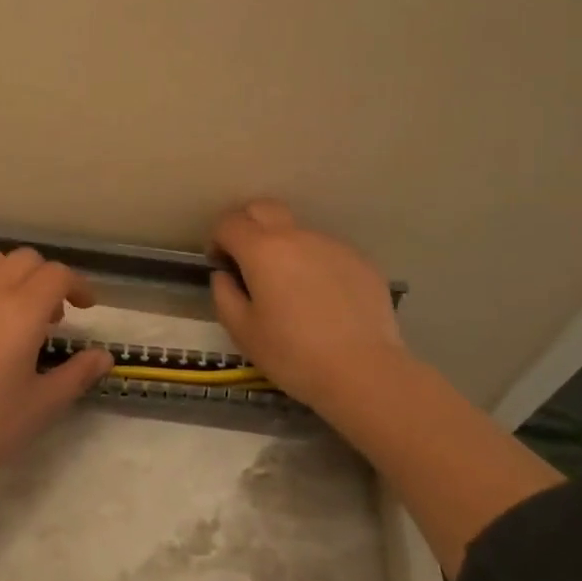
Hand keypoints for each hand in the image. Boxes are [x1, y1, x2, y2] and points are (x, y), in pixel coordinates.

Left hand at [0, 247, 114, 491]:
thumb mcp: (42, 405)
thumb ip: (77, 373)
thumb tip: (104, 355)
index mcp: (22, 310)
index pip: (57, 274)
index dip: (77, 285)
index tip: (85, 306)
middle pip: (24, 260)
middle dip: (45, 278)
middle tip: (50, 316)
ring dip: (9, 277)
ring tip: (10, 311)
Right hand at [209, 199, 413, 420]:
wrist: (364, 372)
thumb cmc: (293, 354)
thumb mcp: (242, 331)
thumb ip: (224, 294)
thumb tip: (225, 275)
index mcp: (262, 250)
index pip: (229, 223)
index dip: (217, 239)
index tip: (220, 264)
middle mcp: (296, 236)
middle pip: (263, 208)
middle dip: (247, 225)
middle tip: (246, 260)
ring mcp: (332, 245)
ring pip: (297, 232)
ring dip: (283, 248)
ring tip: (289, 288)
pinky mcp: (360, 260)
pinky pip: (325, 252)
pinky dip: (314, 264)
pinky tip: (321, 300)